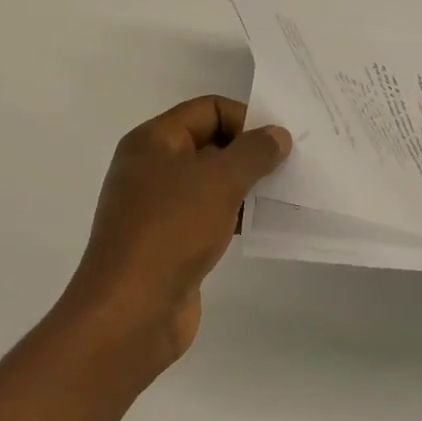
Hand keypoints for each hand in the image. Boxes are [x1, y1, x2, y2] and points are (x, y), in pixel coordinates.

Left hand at [62, 95, 291, 372]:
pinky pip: (207, 215)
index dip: (245, 119)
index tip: (279, 142)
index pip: (207, 109)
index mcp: (153, 140)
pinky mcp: (168, 241)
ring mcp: (157, 207)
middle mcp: (151, 167)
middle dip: (249, 153)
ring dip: (245, 186)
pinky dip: (233, 215)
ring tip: (284, 195)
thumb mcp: (219, 181)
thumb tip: (276, 135)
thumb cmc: (171, 231)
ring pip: (210, 182)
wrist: (131, 311)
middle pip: (209, 143)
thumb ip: (253, 152)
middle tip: (290, 166)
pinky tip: (262, 225)